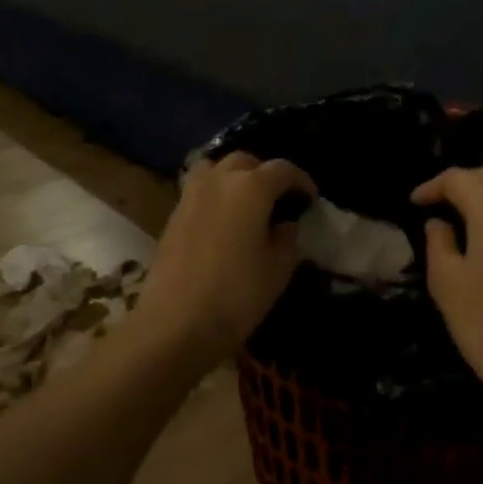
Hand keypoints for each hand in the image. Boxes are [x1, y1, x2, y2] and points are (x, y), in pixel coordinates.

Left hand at [133, 153, 315, 369]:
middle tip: (278, 199)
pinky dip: (215, 195)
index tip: (310, 199)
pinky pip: (199, 191)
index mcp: (250, 187)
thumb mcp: (278, 270)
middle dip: (265, 174)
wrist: (176, 322)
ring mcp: (190, 195)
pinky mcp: (173, 215)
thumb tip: (286, 224)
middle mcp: (218, 180)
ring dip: (234, 178)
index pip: (282, 170)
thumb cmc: (237, 295)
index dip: (301, 181)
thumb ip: (288, 239)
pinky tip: (224, 222)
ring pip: (215, 170)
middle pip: (245, 161)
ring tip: (247, 204)